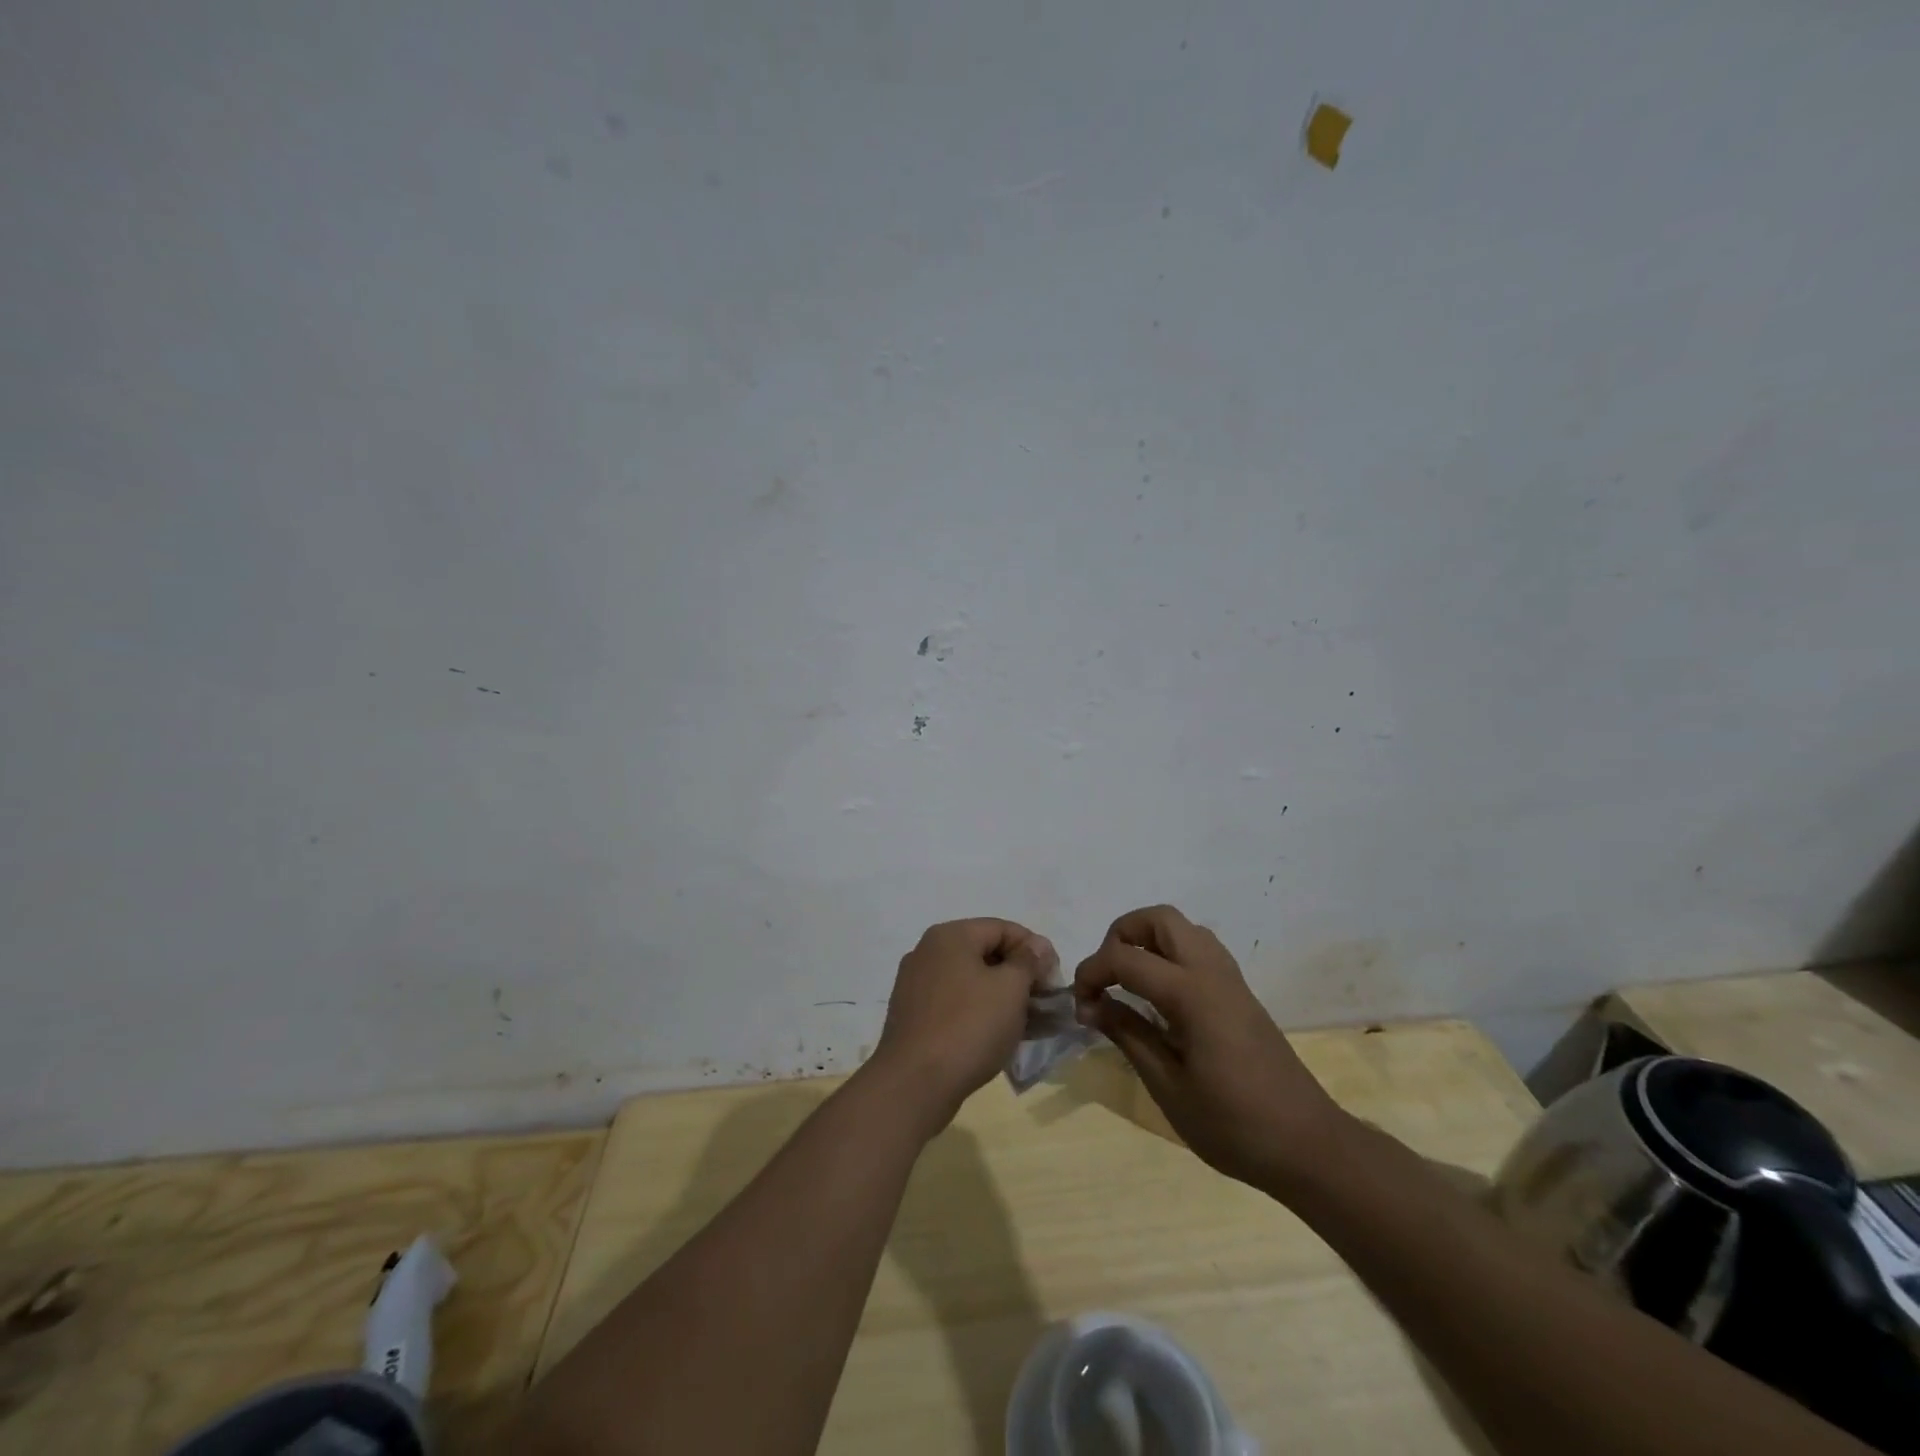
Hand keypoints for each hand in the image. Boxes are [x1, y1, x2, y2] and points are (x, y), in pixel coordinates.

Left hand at [869, 918, 1055, 1134]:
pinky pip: (955, 1003)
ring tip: (1029, 1024)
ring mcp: (916, 984)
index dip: (1034, 949)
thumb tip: (1037, 945)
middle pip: (985, 953)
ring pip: (971, 981)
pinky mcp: (913, 1015)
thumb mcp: (1011, 989)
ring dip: (1002, 998)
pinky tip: (999, 1036)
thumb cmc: (969, 1026)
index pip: (1003, 928)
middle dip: (1019, 976)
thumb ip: (1028, 961)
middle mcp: (928, 952)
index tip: (1054, 979)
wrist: (914, 1083)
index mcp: (950, 936)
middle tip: (1044, 1003)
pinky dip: (979, 1013)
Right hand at [1073, 904, 1342, 1189]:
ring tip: (1128, 983)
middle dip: (1121, 935)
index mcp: (1191, 993)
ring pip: (1182, 928)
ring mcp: (1230, 979)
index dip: (1092, 972)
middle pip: (1159, 919)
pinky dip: (1170, 954)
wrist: (1308, 1145)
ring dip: (1147, 940)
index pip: (1125, 957)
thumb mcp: (1168, 1087)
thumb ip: (1128, 1036)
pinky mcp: (1239, 992)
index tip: (1080, 1005)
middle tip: (1106, 977)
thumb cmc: (1233, 1124)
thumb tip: (1090, 1005)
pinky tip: (1161, 997)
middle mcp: (1211, 972)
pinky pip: (1199, 948)